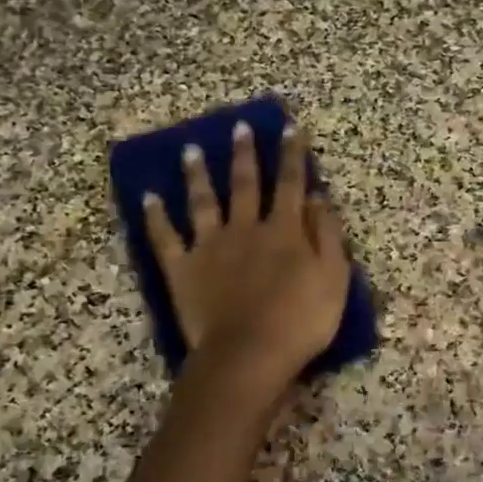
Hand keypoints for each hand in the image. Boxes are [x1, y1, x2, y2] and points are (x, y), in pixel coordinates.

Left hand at [144, 121, 350, 394]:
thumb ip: (328, 236)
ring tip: (190, 150)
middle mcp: (246, 228)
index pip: (291, 184)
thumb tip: (319, 198)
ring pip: (203, 202)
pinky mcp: (182, 269)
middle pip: (245, 184)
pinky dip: (156, 217)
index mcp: (284, 231)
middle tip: (239, 127)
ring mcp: (210, 247)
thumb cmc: (301, 321)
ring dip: (198, 175)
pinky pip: (165, 238)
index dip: (292, 155)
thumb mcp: (334, 278)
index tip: (290, 129)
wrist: (249, 354)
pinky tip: (148, 197)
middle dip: (244, 154)